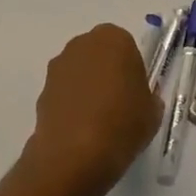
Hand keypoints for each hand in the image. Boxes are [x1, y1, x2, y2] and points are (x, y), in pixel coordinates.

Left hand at [22, 25, 162, 195]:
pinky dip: (71, 105)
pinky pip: (63, 93)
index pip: (127, 47)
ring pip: (79, 72)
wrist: (74, 155)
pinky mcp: (41, 91)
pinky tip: (79, 131)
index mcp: (115, 39)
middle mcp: (83, 44)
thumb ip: (149, 98)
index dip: (132, 70)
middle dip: (107, 73)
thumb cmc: (122, 124)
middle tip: (118, 104)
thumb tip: (141, 101)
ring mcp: (58, 67)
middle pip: (99, 55)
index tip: (135, 93)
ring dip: (86, 88)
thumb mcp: (153, 113)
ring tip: (97, 122)